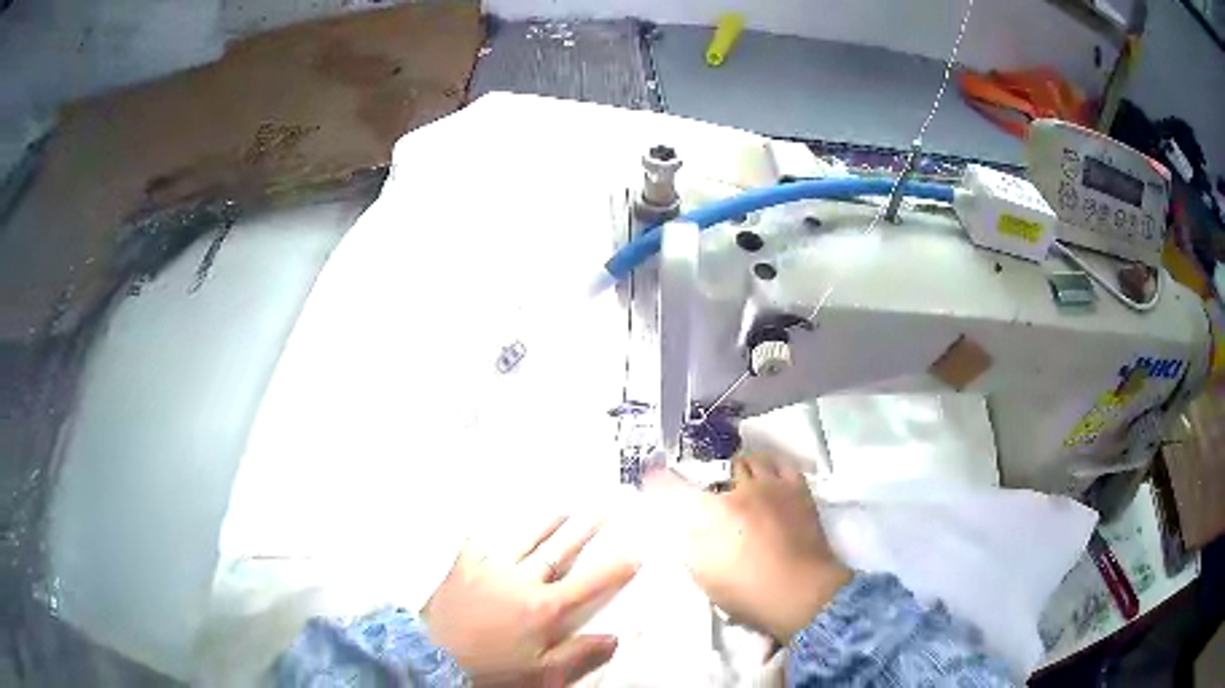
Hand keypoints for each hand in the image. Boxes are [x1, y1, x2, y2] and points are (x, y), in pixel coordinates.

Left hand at [423, 515, 638, 685]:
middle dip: (585, 529)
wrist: (435, 656)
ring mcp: (490, 568)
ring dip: (547, 523)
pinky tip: (503, 523)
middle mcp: (521, 580)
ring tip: (563, 508)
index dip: (615, 568)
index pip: (589, 583)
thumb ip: (579, 654)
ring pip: (525, 538)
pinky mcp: (464, 564)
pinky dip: (497, 530)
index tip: (635, 552)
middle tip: (604, 508)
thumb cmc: (493, 668)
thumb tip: (616, 637)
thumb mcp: (541, 672)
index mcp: (544, 608)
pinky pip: (483, 540)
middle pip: (559, 550)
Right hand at [656, 455, 850, 643]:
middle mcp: (740, 490)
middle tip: (702, 493)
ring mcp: (772, 486)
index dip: (659, 480)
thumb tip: (678, 525)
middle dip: (704, 478)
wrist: (800, 592)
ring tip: (734, 485)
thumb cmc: (747, 591)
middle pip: (714, 468)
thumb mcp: (703, 574)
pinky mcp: (797, 489)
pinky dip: (768, 466)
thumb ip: (686, 544)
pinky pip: (780, 463)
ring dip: (736, 470)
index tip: (651, 477)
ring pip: (748, 460)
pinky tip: (765, 477)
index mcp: (712, 513)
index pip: (675, 486)